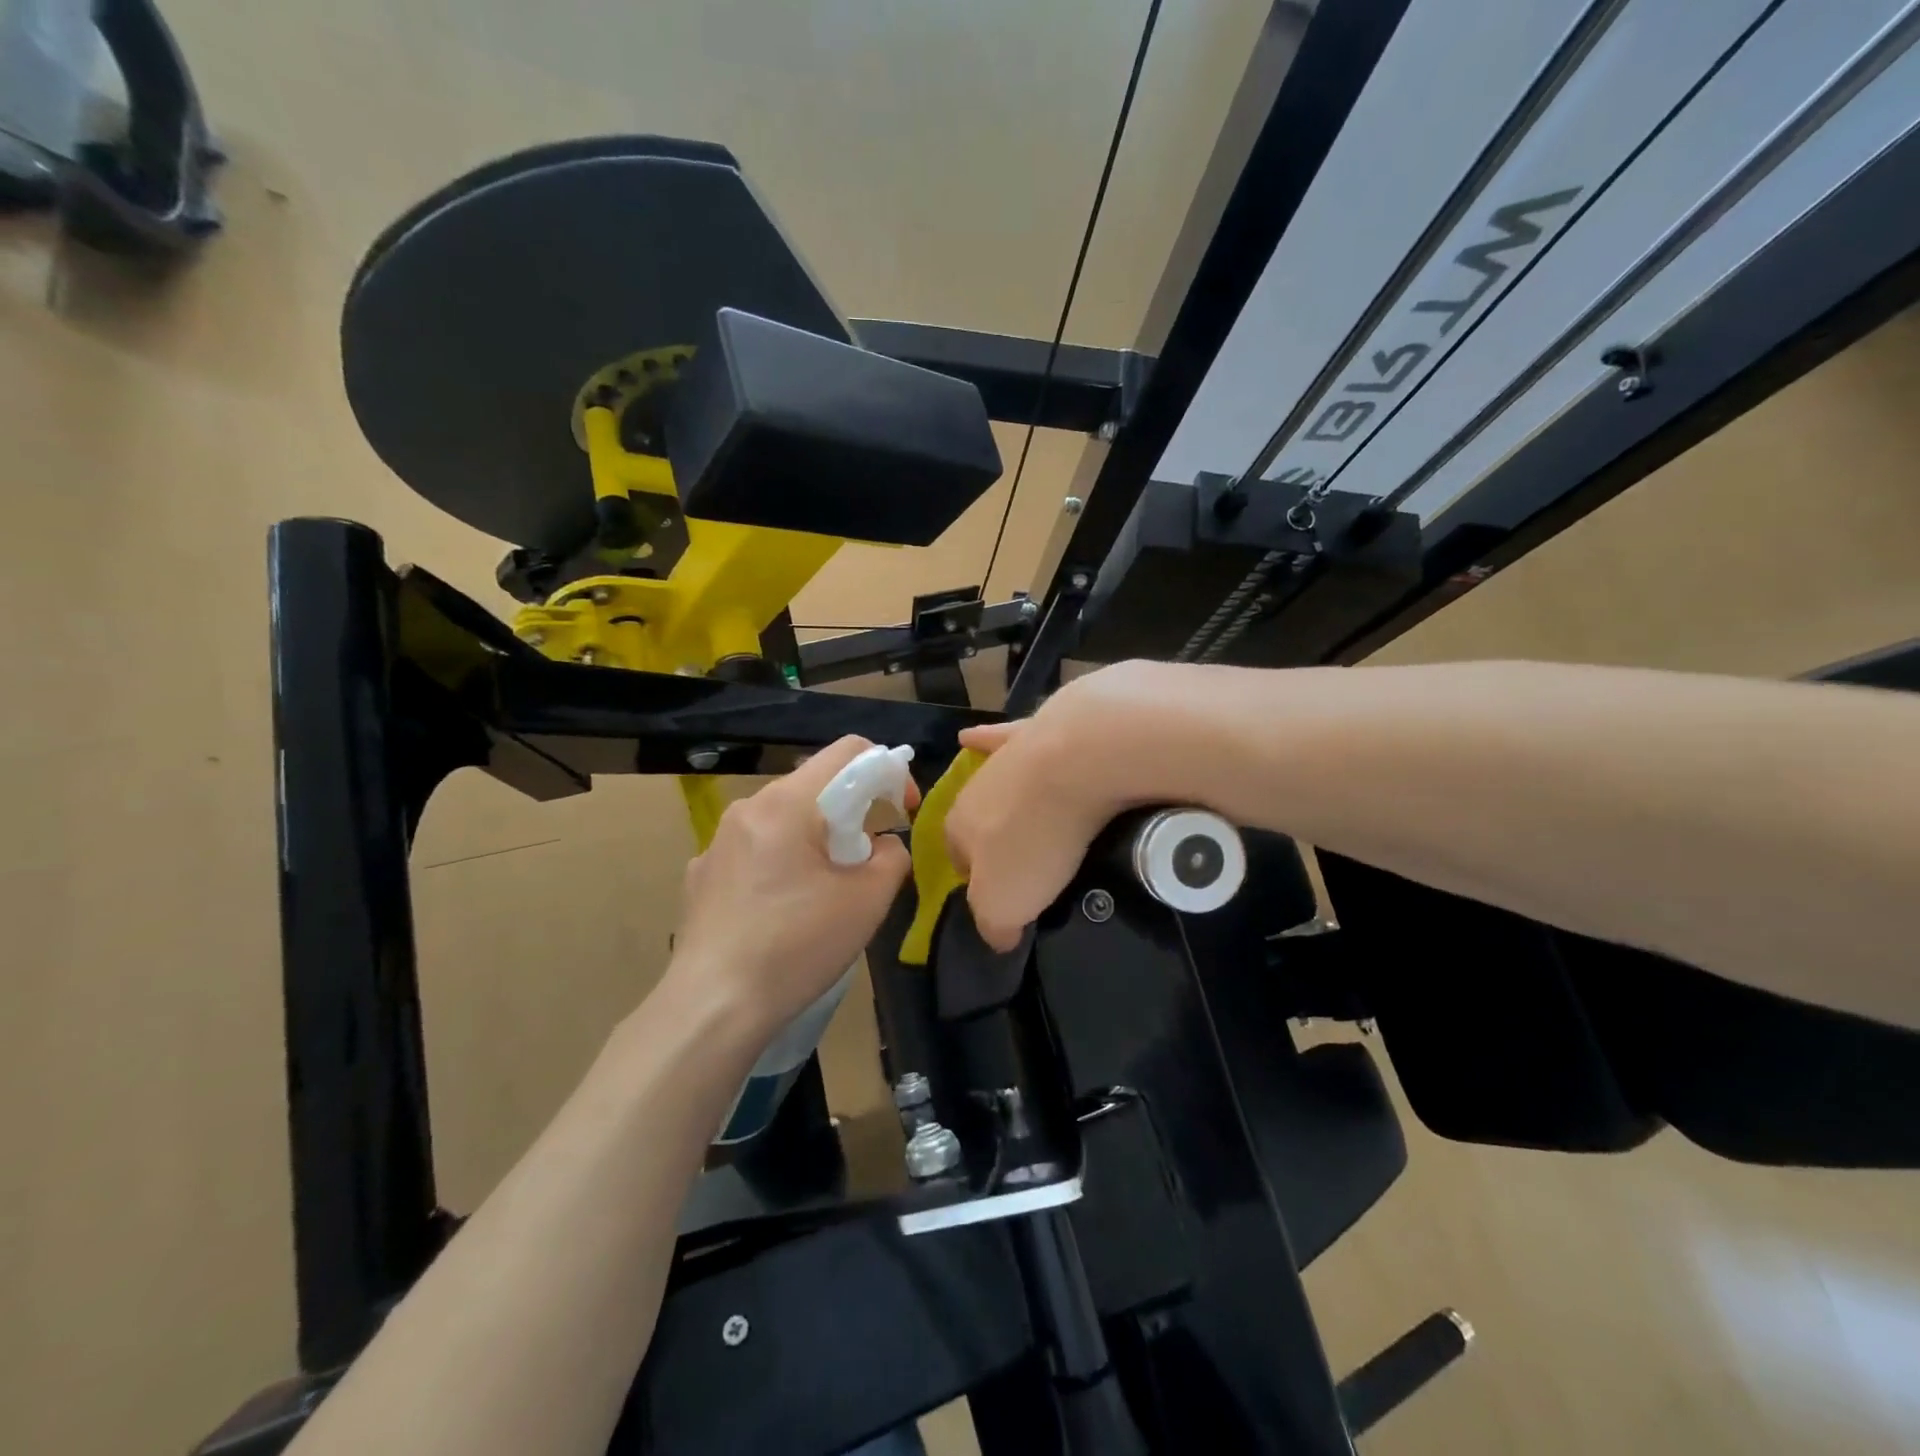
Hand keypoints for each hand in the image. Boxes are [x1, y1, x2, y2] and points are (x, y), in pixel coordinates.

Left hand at [664, 737, 911, 1046]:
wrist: (712, 1008)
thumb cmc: (796, 947)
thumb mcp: (866, 902)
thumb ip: (891, 858)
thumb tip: (884, 846)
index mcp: (787, 803)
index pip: (848, 751)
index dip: (888, 771)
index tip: (901, 811)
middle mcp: (748, 809)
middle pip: (814, 786)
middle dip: (851, 813)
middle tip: (865, 861)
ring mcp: (717, 841)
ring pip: (783, 819)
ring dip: (815, 839)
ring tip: (825, 891)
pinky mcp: (701, 874)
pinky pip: (755, 850)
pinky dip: (781, 863)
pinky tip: (781, 911)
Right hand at [947, 660, 1203, 949]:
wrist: (1074, 759)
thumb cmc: (1034, 839)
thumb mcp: (1006, 903)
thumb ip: (993, 924)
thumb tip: (998, 937)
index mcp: (959, 828)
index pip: (957, 860)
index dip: (978, 881)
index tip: (1007, 895)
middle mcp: (973, 789)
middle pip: (978, 820)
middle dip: (995, 839)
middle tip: (1031, 861)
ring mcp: (1003, 757)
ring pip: (996, 783)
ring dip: (1005, 798)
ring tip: (1028, 815)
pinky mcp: (1033, 728)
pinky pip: (1004, 736)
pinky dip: (990, 737)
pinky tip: (979, 736)